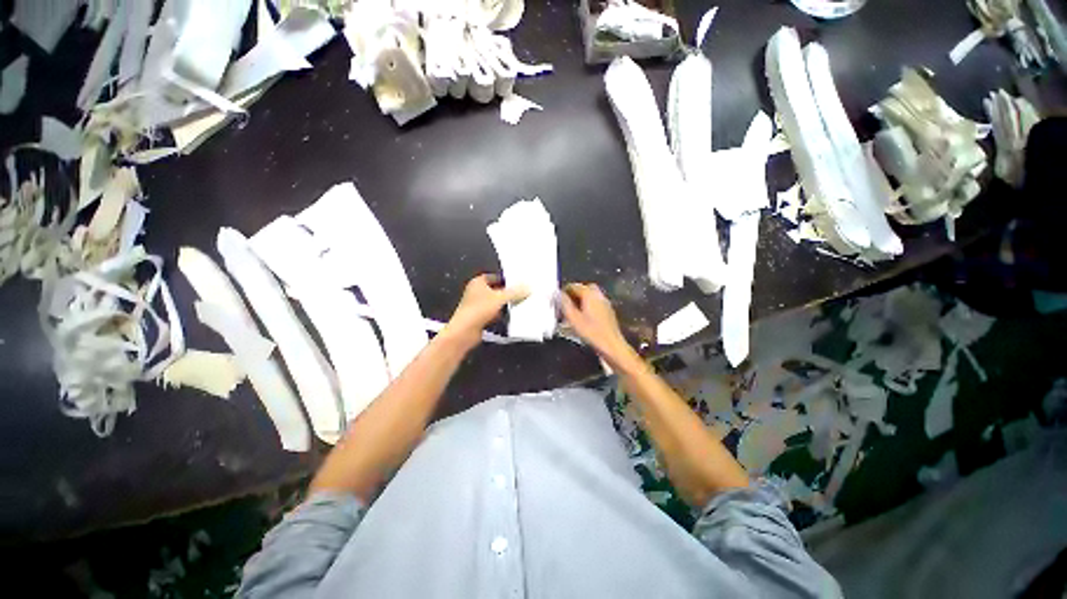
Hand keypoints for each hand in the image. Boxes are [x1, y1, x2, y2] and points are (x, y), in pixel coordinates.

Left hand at [444, 274, 528, 349]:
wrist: (465, 331)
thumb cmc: (478, 310)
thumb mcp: (500, 298)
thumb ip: (514, 292)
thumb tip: (526, 288)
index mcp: (478, 283)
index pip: (493, 277)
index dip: (505, 279)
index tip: (516, 283)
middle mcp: (475, 292)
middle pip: (495, 290)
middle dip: (506, 293)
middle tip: (519, 294)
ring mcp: (476, 306)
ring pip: (494, 303)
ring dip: (503, 305)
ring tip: (515, 305)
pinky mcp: (478, 318)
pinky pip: (492, 314)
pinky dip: (499, 315)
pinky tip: (507, 317)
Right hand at [560, 283, 636, 366]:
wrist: (611, 345)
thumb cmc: (591, 332)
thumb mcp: (573, 318)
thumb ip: (564, 304)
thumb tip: (557, 294)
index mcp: (589, 294)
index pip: (573, 286)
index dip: (563, 293)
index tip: (557, 302)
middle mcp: (598, 295)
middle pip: (583, 289)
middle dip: (573, 295)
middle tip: (565, 306)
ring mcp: (604, 303)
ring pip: (589, 296)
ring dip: (580, 301)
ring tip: (572, 313)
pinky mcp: (608, 311)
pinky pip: (595, 304)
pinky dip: (587, 307)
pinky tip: (582, 318)